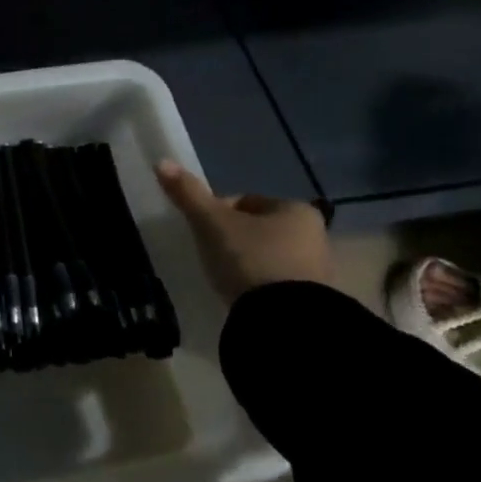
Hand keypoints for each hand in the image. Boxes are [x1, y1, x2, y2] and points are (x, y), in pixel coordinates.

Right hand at [156, 160, 330, 303]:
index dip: (218, 212)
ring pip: (269, 256)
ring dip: (247, 263)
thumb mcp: (212, 224)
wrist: (285, 319)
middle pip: (259, 229)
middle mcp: (315, 234)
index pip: (246, 201)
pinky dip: (259, 285)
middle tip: (210, 256)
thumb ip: (189, 194)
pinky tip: (242, 295)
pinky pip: (277, 283)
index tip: (202, 231)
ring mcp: (318, 270)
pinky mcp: (312, 301)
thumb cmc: (250, 258)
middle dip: (234, 239)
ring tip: (224, 278)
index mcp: (296, 209)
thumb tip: (162, 162)